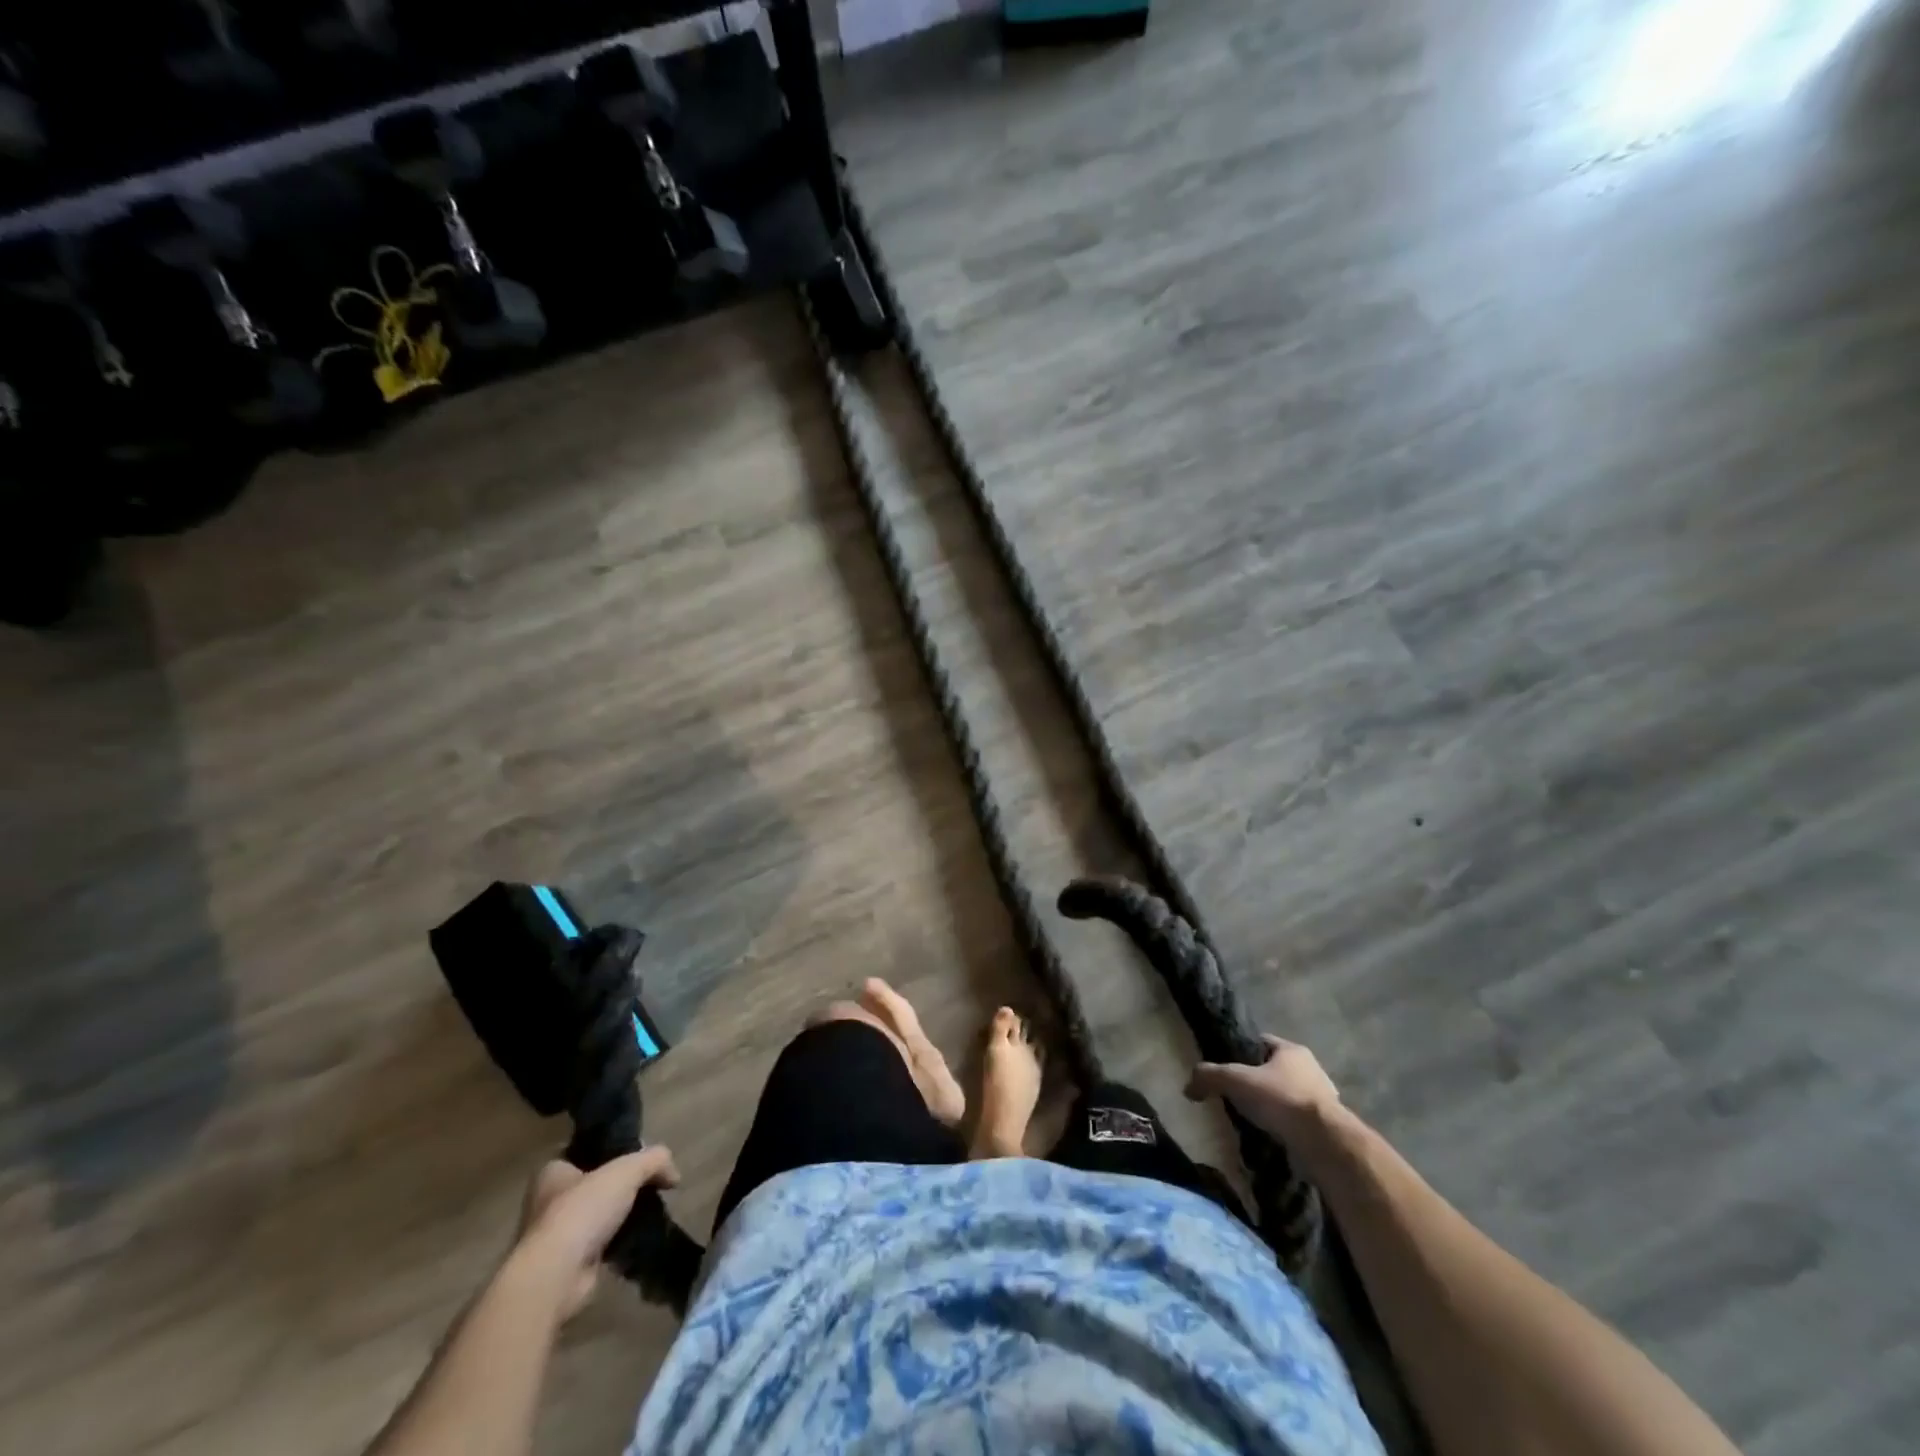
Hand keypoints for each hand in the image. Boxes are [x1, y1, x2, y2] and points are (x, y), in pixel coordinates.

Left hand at [513, 1147, 679, 1319]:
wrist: (555, 1277)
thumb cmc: (582, 1211)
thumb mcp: (627, 1170)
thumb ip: (654, 1160)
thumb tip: (674, 1174)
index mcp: (552, 1172)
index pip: (585, 1152)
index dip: (612, 1151)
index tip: (638, 1156)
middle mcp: (548, 1202)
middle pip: (594, 1185)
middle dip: (620, 1187)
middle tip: (650, 1185)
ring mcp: (556, 1236)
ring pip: (599, 1216)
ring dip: (621, 1217)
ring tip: (652, 1212)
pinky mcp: (567, 1265)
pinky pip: (601, 1245)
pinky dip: (619, 1243)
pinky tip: (640, 1239)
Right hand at [1185, 1035, 1342, 1146]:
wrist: (1324, 1143)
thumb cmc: (1281, 1099)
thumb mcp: (1236, 1080)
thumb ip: (1210, 1076)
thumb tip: (1187, 1086)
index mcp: (1292, 1050)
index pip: (1260, 1042)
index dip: (1240, 1051)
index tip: (1225, 1066)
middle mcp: (1311, 1069)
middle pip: (1275, 1070)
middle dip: (1256, 1081)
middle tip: (1235, 1095)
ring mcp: (1323, 1099)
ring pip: (1287, 1096)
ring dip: (1271, 1106)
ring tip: (1250, 1119)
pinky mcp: (1327, 1127)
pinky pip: (1297, 1121)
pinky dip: (1284, 1127)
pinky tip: (1269, 1137)